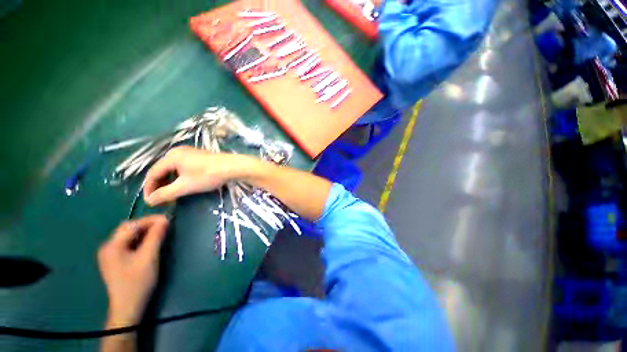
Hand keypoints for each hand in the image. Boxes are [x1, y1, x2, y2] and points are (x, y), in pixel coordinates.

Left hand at [98, 215, 168, 326]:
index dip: (150, 220)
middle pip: (128, 229)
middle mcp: (108, 247)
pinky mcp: (115, 261)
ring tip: (160, 234)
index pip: (131, 225)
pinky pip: (129, 244)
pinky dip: (141, 241)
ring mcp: (110, 255)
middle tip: (165, 226)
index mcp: (112, 246)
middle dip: (147, 225)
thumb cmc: (138, 282)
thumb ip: (156, 237)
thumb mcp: (149, 258)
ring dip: (145, 233)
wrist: (128, 308)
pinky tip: (150, 244)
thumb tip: (165, 220)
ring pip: (129, 237)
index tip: (168, 219)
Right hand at [143, 146, 245, 205]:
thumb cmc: (208, 175)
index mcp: (171, 157)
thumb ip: (165, 194)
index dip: (149, 189)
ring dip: (170, 182)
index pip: (152, 173)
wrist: (233, 167)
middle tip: (161, 200)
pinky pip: (182, 167)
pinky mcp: (199, 157)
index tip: (150, 202)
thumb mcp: (185, 186)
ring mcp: (189, 153)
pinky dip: (179, 178)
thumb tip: (149, 201)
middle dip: (159, 186)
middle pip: (162, 170)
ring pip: (173, 169)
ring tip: (171, 195)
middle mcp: (177, 152)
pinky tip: (183, 185)